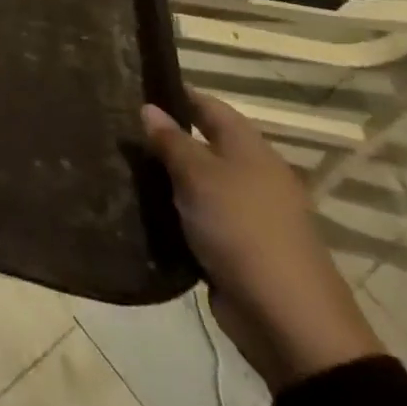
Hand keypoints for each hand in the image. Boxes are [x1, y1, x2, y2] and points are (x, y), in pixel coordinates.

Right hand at [142, 91, 383, 389]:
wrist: (288, 319)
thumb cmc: (243, 230)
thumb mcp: (199, 177)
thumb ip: (172, 141)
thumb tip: (148, 107)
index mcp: (251, 150)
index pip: (210, 107)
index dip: (177, 94)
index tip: (137, 86)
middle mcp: (252, 175)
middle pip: (204, 143)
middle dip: (166, 135)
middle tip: (118, 126)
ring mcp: (246, 213)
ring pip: (198, 181)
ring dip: (166, 175)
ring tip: (120, 162)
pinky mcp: (235, 246)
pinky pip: (198, 215)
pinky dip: (174, 209)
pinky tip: (141, 205)